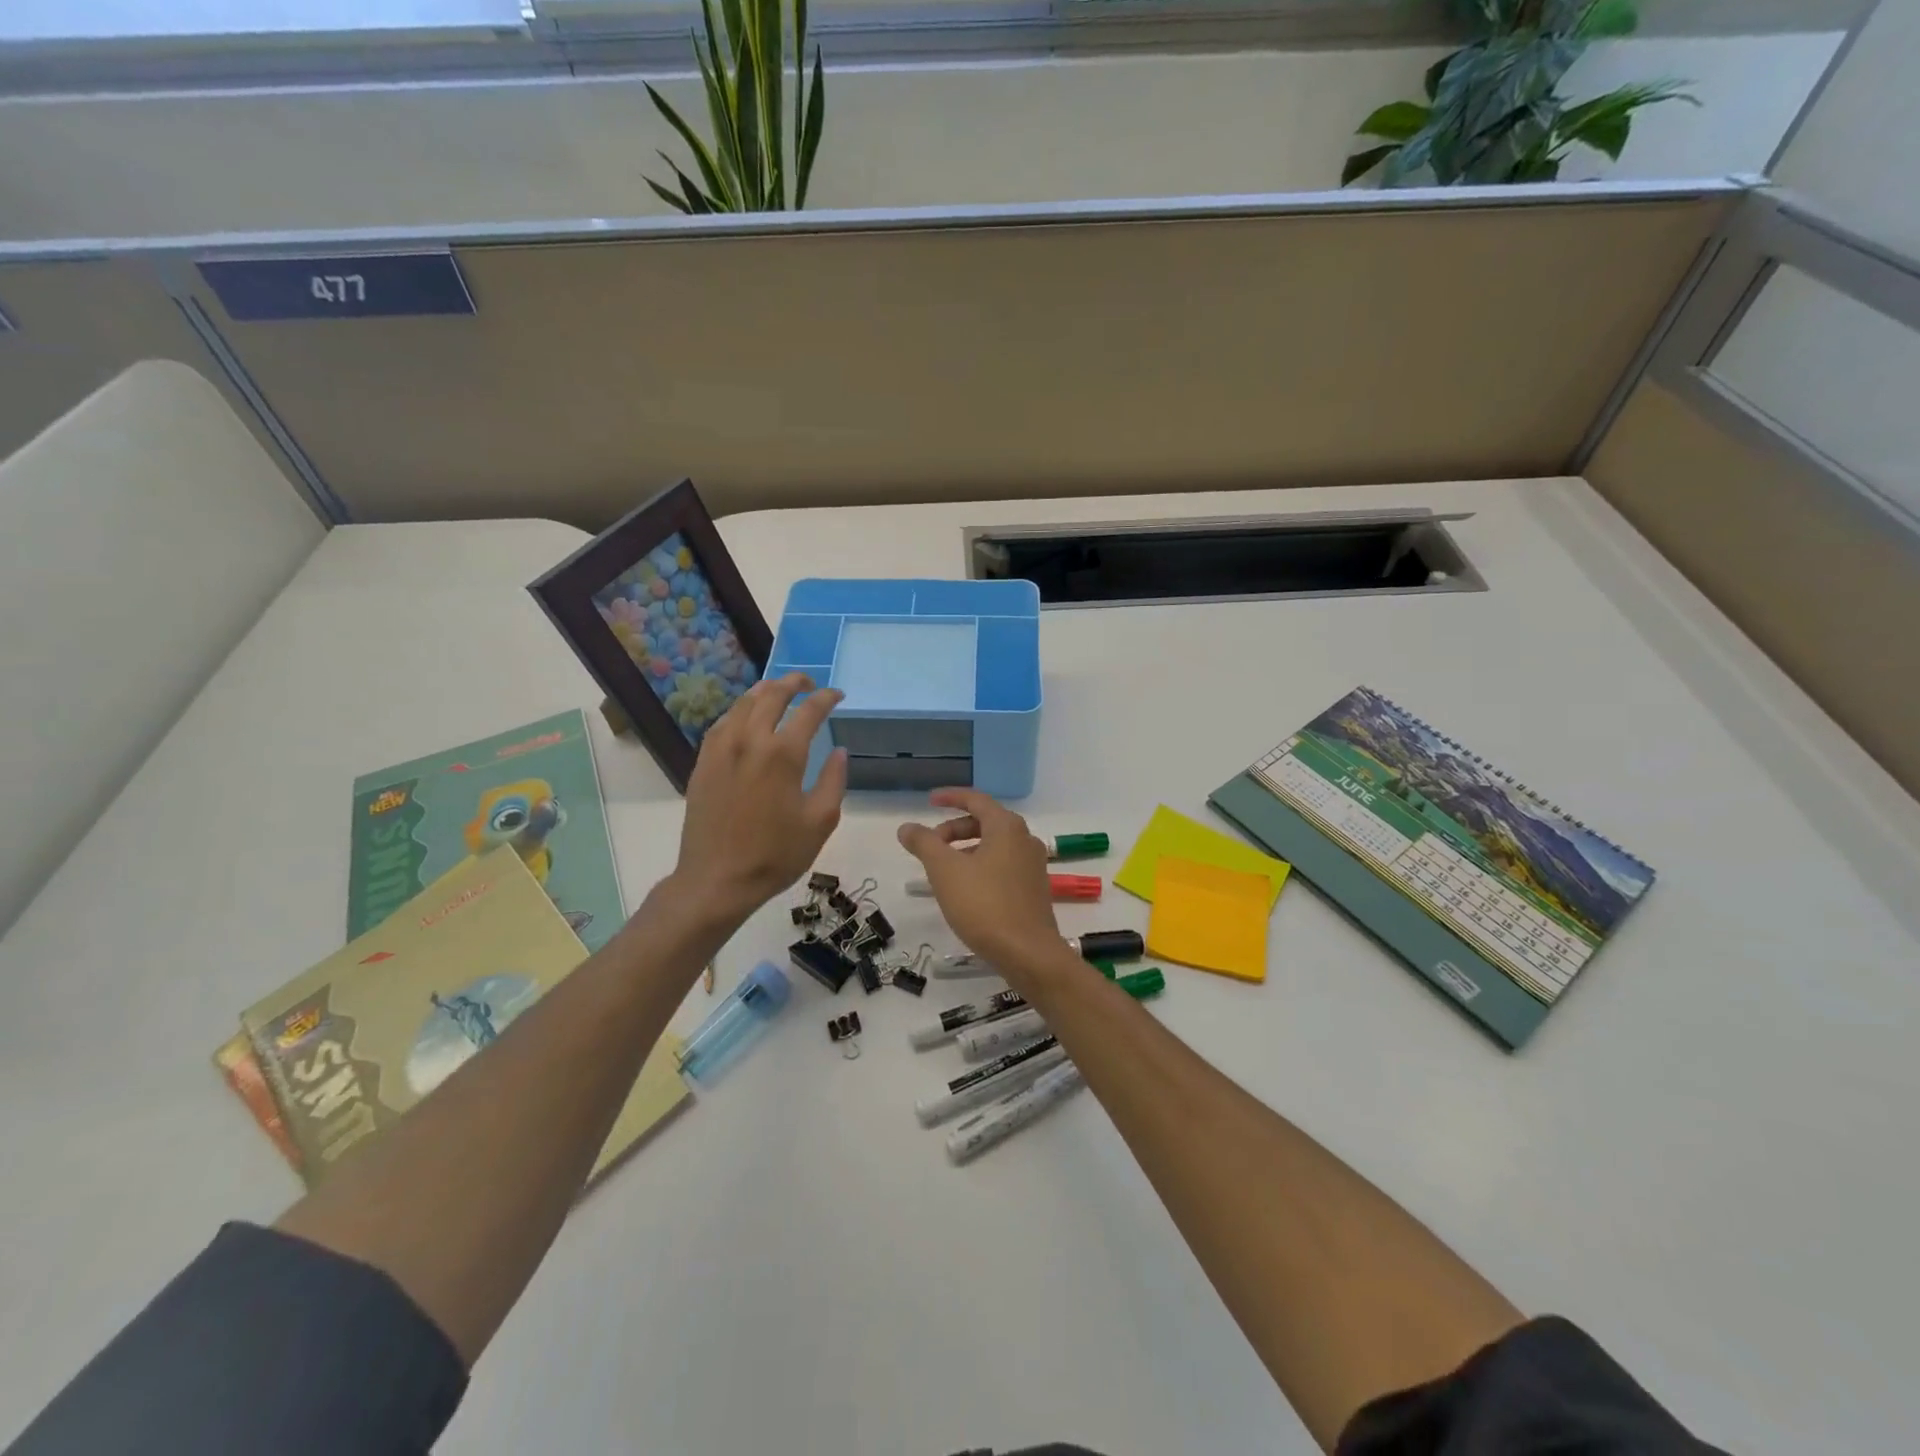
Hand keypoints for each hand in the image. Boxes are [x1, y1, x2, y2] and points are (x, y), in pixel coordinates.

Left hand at [673, 673, 847, 924]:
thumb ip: (834, 780)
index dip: (826, 698)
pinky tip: (746, 717)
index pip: (809, 711)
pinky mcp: (703, 762)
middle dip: (793, 682)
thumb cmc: (776, 854)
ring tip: (778, 690)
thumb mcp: (820, 822)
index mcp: (783, 754)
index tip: (837, 695)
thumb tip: (840, 752)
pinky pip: (723, 723)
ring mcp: (721, 749)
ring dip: (764, 691)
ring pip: (743, 704)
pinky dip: (740, 710)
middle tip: (808, 682)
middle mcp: (750, 741)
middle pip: (771, 695)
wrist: (718, 879)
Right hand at [897, 789, 1068, 985]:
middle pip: (986, 822)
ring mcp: (1033, 865)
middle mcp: (1025, 839)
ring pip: (995, 846)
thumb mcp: (945, 871)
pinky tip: (965, 890)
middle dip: (954, 829)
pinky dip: (981, 866)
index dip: (951, 797)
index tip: (929, 800)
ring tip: (942, 870)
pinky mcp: (1034, 889)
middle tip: (930, 844)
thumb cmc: (984, 905)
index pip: (976, 800)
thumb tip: (907, 827)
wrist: (1028, 953)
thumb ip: (924, 843)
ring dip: (966, 850)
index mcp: (1007, 827)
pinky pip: (1003, 865)